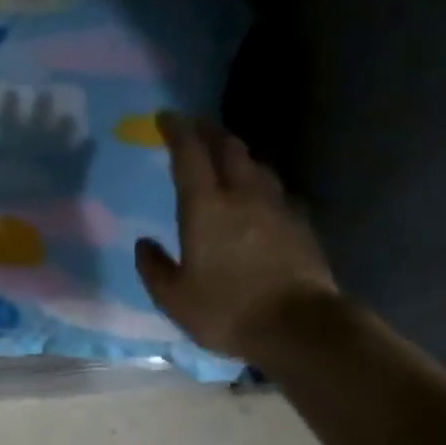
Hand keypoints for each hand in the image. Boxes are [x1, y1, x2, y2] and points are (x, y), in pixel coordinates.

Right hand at [134, 113, 340, 361]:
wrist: (300, 327)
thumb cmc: (227, 310)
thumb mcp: (174, 298)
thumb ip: (154, 267)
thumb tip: (144, 245)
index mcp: (206, 207)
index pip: (189, 154)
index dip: (177, 130)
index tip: (166, 117)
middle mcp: (242, 196)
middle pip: (228, 148)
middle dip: (209, 131)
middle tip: (195, 126)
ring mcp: (277, 208)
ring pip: (257, 166)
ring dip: (238, 155)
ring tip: (227, 157)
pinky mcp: (300, 225)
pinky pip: (278, 192)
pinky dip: (262, 184)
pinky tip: (261, 197)